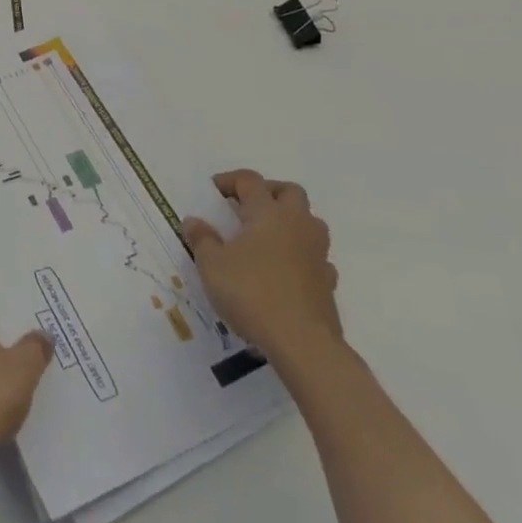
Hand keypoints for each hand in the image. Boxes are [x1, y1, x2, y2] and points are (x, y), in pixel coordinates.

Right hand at [184, 169, 340, 363]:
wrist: (302, 342)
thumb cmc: (251, 293)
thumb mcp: (212, 265)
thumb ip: (202, 239)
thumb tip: (193, 221)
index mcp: (267, 213)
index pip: (250, 180)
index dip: (229, 180)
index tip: (213, 192)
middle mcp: (296, 225)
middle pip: (289, 191)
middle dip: (268, 192)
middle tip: (246, 206)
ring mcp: (317, 253)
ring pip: (310, 221)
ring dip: (290, 220)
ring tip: (266, 237)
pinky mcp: (328, 281)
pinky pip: (316, 256)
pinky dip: (301, 255)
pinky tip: (285, 270)